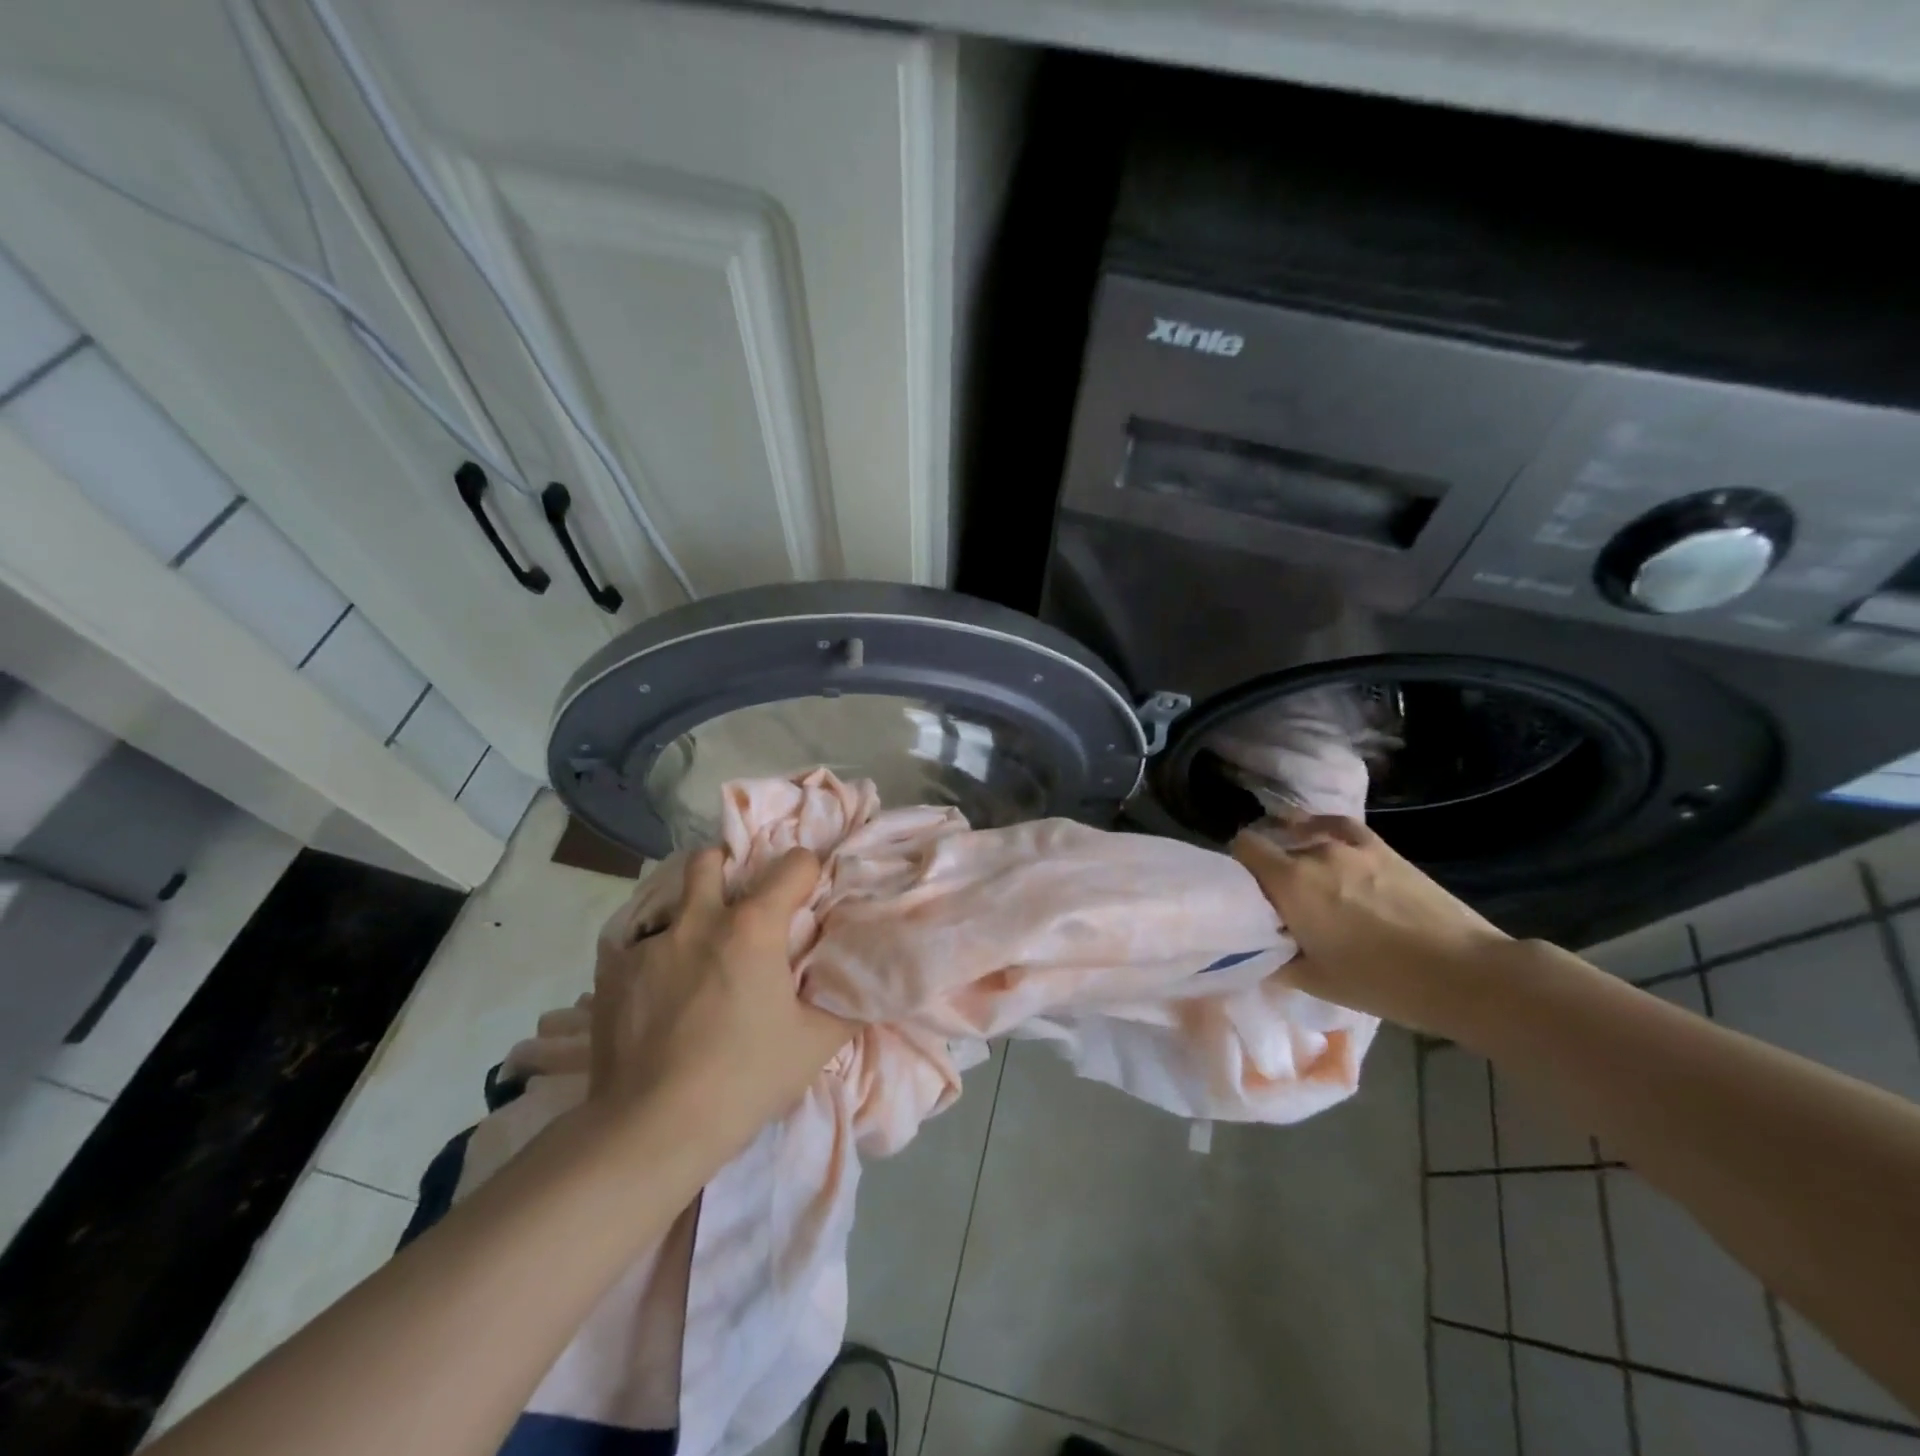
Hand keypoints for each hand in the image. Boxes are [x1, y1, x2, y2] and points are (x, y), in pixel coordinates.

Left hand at [590, 846, 850, 1148]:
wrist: (651, 1129)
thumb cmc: (744, 1079)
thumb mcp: (816, 1045)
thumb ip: (849, 1003)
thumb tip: (869, 981)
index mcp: (753, 926)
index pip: (794, 863)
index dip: (808, 874)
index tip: (808, 898)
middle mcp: (699, 920)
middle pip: (710, 859)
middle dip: (728, 871)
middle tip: (740, 910)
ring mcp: (650, 945)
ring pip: (671, 902)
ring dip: (690, 914)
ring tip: (700, 954)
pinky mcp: (613, 973)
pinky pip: (638, 946)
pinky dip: (656, 959)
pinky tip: (661, 997)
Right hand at [1232, 816, 1511, 1033]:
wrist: (1466, 974)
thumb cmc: (1383, 982)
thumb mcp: (1316, 982)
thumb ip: (1276, 960)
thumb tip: (1258, 950)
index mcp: (1290, 883)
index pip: (1243, 847)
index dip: (1236, 865)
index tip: (1242, 890)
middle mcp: (1314, 852)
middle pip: (1274, 844)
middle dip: (1267, 866)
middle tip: (1277, 900)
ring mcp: (1351, 845)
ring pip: (1304, 837)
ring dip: (1296, 855)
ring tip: (1306, 881)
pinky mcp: (1381, 847)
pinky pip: (1338, 827)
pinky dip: (1322, 831)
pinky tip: (1322, 842)